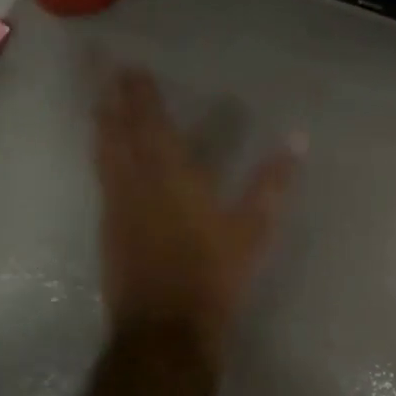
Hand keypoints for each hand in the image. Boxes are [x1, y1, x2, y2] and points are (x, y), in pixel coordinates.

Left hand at [94, 65, 302, 361]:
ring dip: (100, 125)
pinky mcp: (108, 230)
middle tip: (101, 69)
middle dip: (112, 99)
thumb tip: (299, 139)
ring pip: (103, 155)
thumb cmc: (214, 275)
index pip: (152, 125)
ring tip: (96, 102)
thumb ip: (273, 183)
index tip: (132, 67)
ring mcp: (117, 208)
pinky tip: (103, 157)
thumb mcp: (253, 230)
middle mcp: (137, 184)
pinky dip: (101, 158)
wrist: (165, 329)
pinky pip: (101, 180)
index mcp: (173, 178)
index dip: (141, 95)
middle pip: (119, 132)